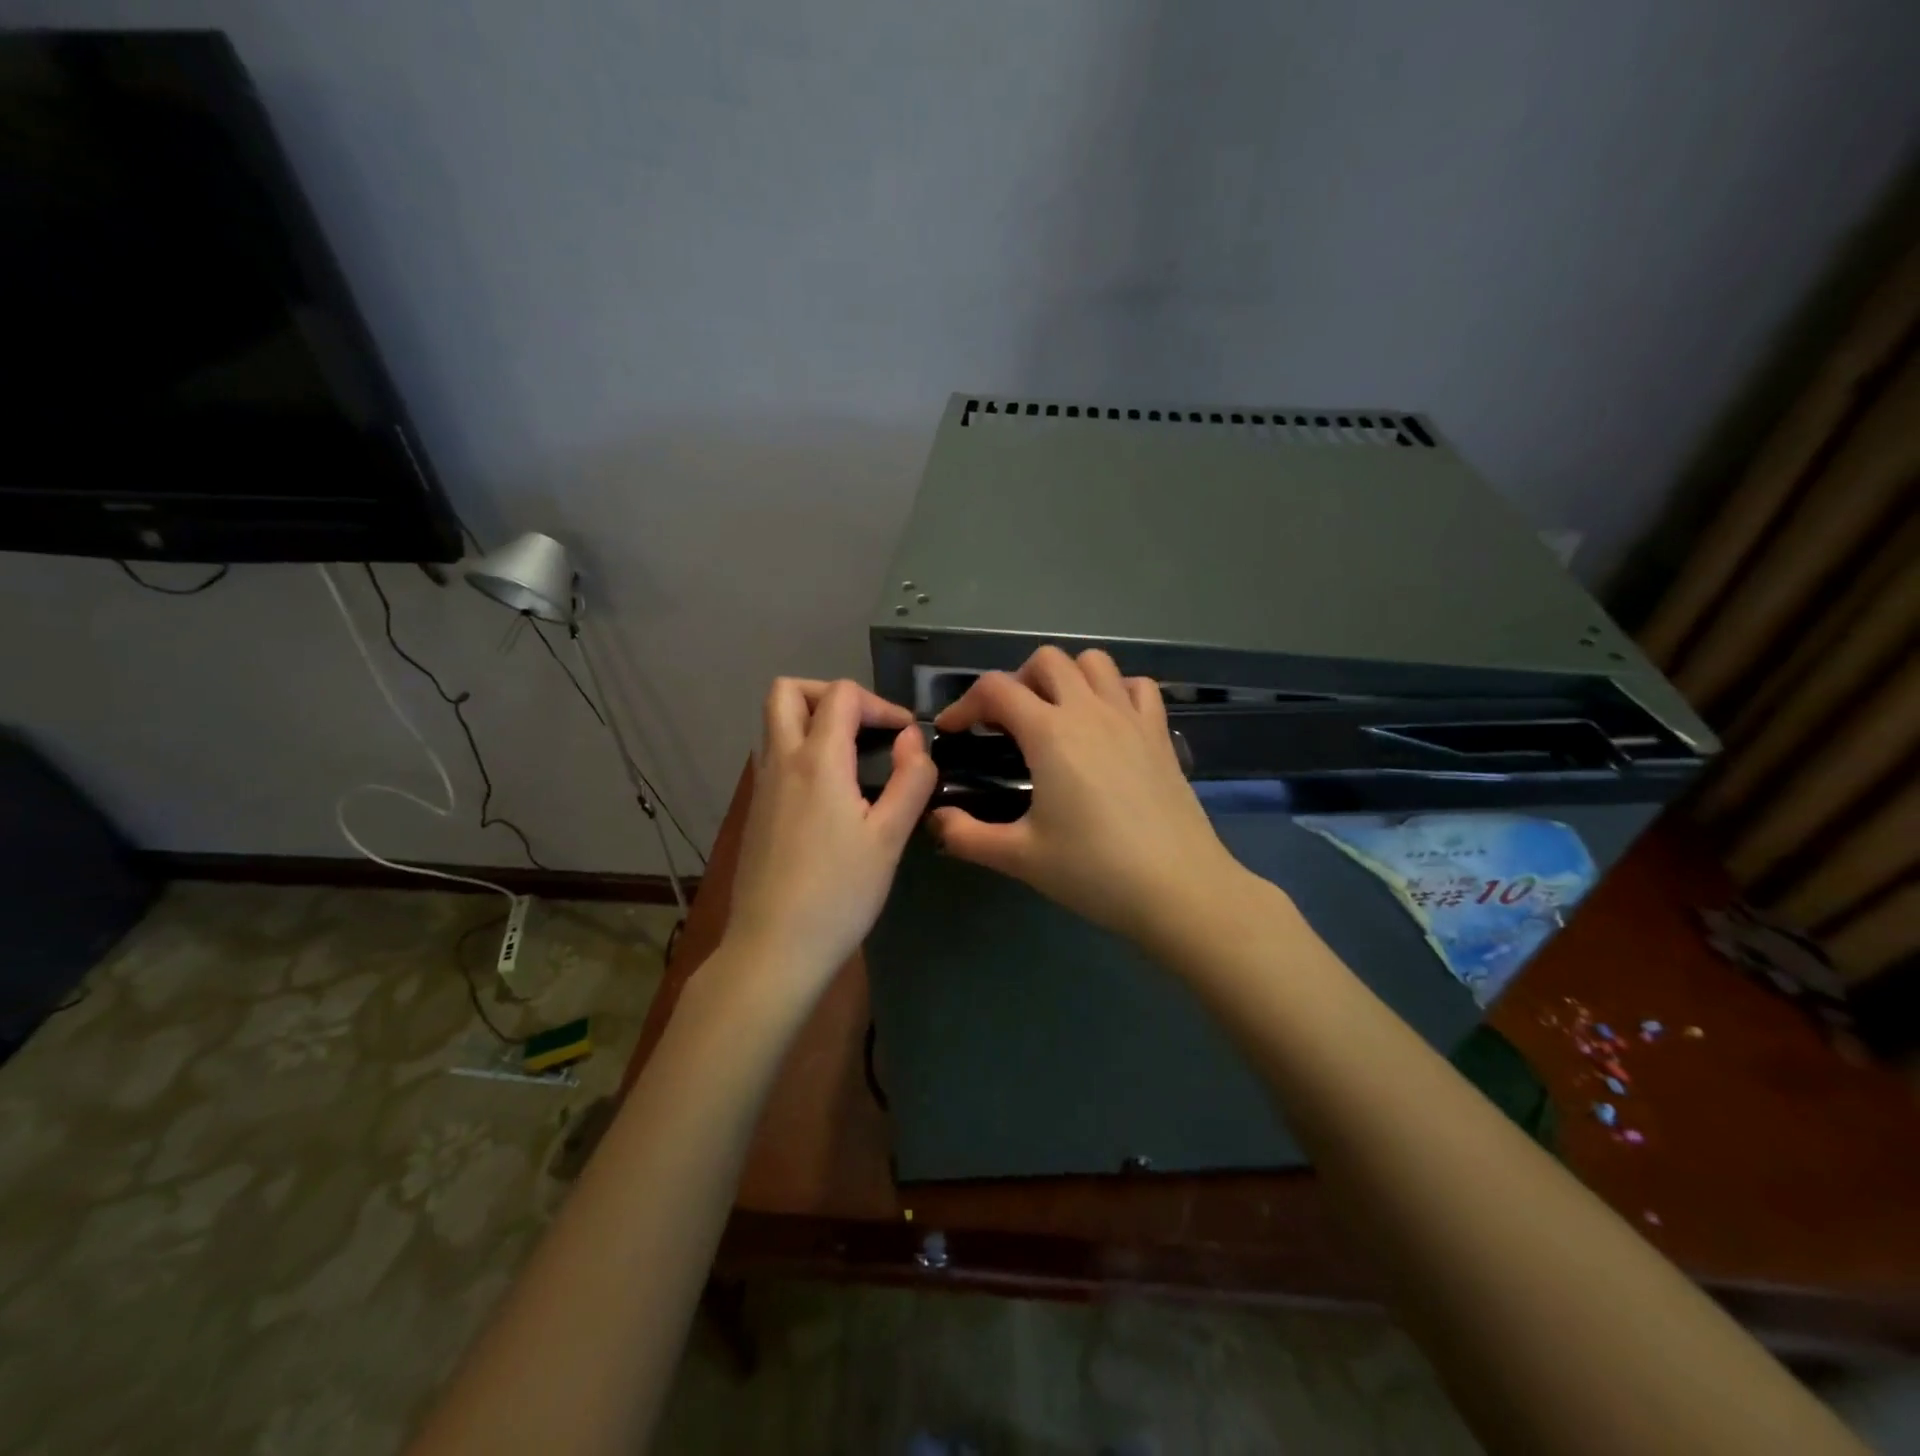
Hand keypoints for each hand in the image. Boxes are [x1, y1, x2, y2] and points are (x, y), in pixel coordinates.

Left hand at [725, 678, 935, 995]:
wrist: (774, 948)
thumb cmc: (839, 893)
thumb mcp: (890, 837)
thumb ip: (910, 780)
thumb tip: (913, 740)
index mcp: (816, 760)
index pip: (842, 695)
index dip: (880, 704)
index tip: (906, 737)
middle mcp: (780, 762)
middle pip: (787, 692)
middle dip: (830, 694)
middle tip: (864, 727)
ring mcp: (761, 787)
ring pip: (775, 724)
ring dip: (812, 722)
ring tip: (853, 758)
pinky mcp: (756, 812)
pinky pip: (775, 757)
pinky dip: (802, 752)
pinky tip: (831, 795)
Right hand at [931, 647, 1247, 949]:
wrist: (1178, 888)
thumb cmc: (1094, 871)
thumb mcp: (1020, 857)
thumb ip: (967, 835)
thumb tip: (935, 819)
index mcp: (1050, 733)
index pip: (995, 689)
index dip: (964, 704)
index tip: (953, 732)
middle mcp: (1089, 711)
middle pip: (1046, 660)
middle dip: (1016, 682)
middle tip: (1006, 725)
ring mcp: (1130, 717)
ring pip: (1094, 662)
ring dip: (1066, 677)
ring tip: (1055, 716)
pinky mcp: (1160, 734)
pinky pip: (1138, 687)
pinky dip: (1116, 690)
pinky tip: (1106, 723)